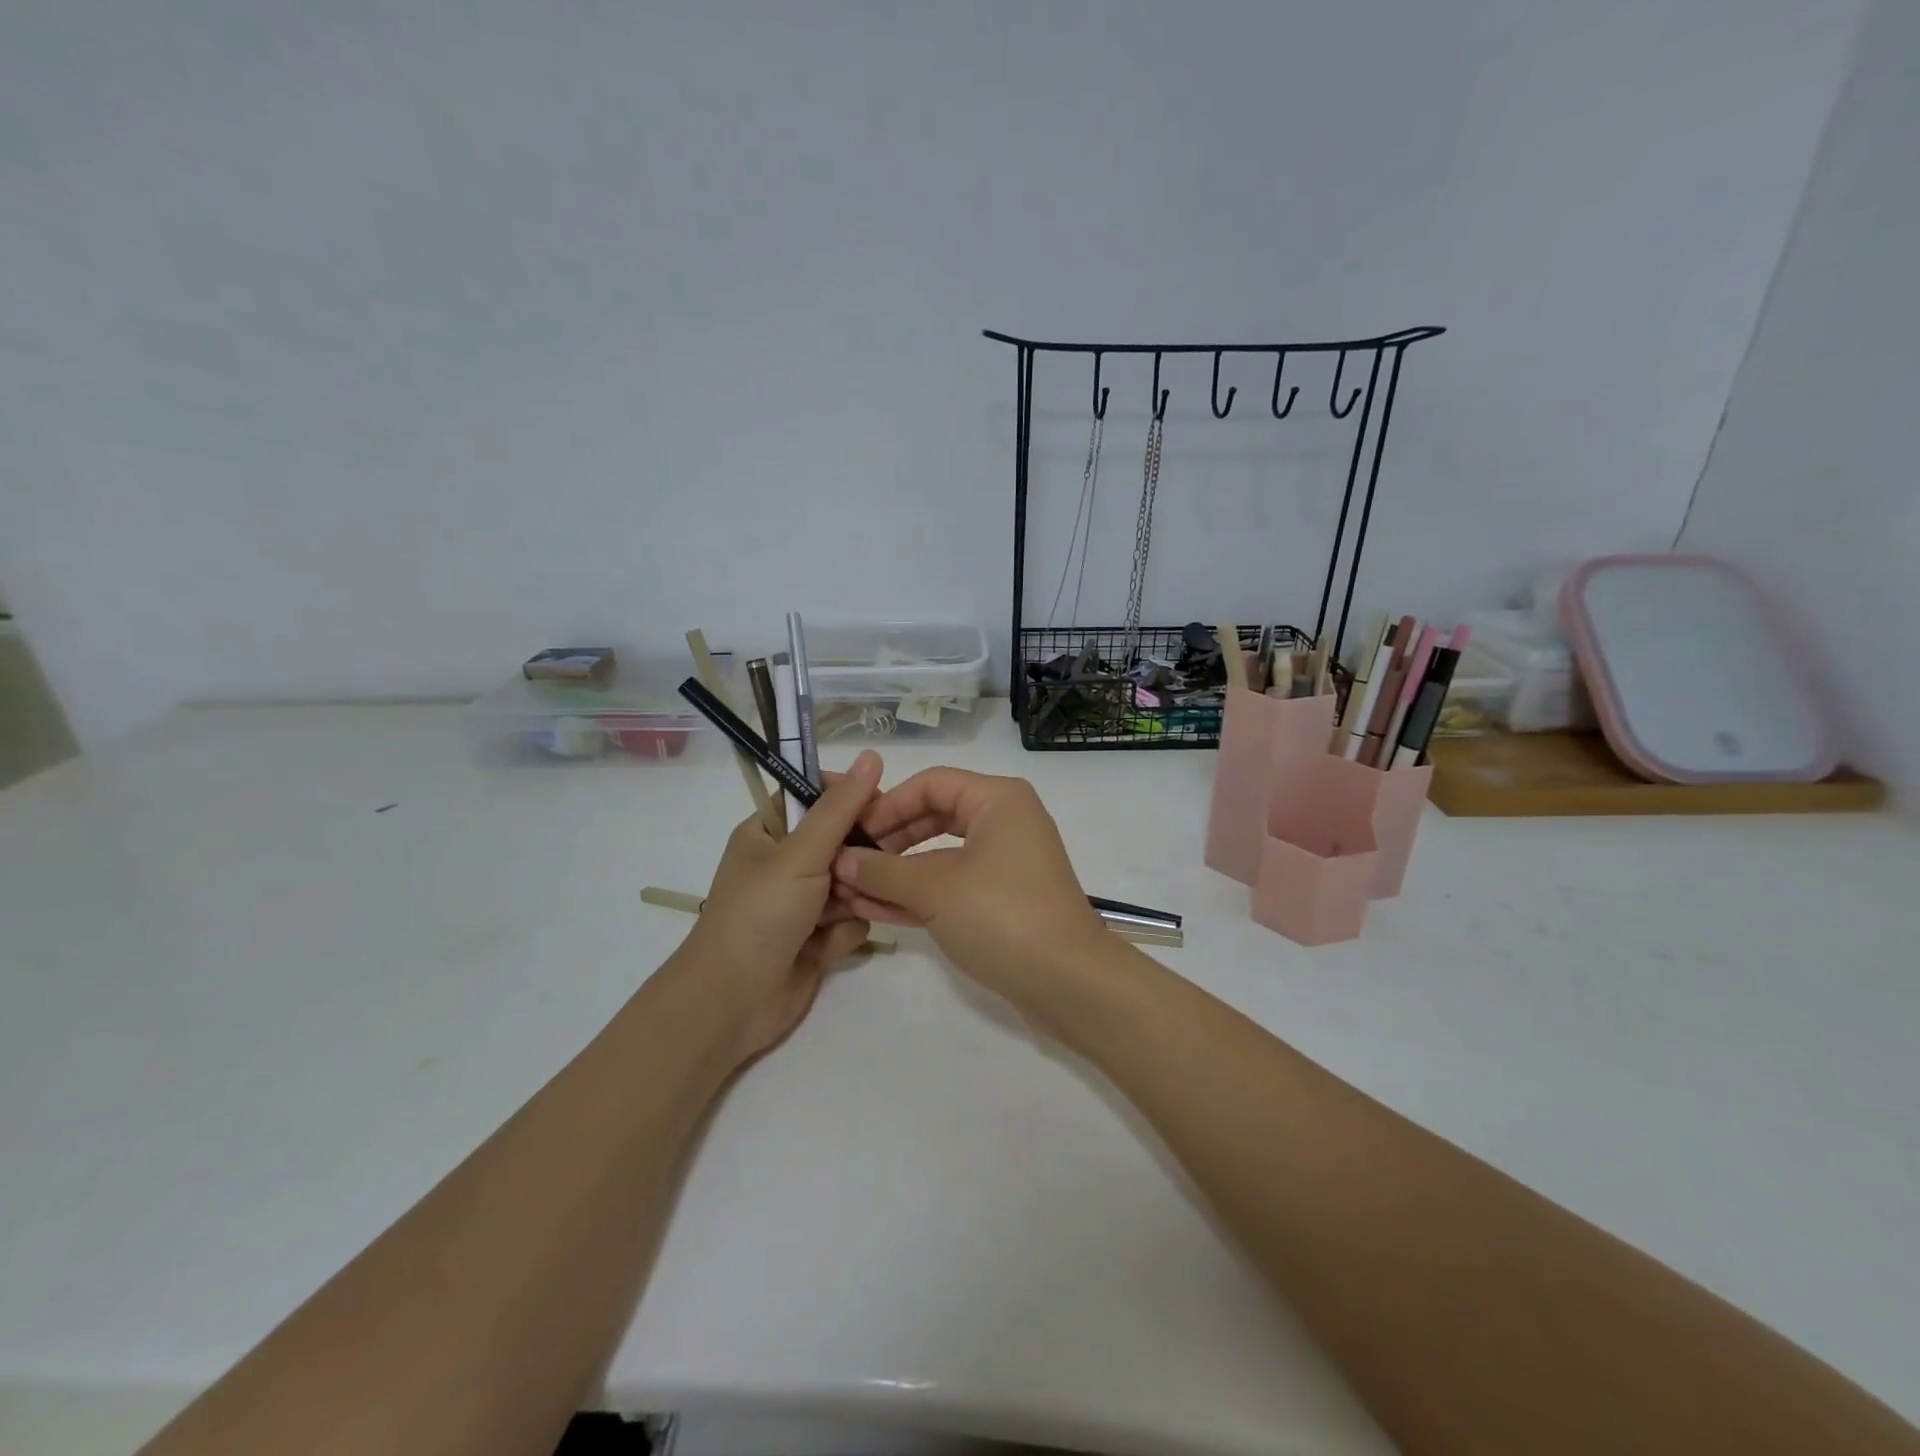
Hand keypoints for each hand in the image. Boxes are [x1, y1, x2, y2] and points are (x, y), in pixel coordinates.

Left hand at [670, 750, 883, 1062]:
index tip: (878, 804)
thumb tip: (872, 756)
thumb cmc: (760, 914)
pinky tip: (826, 946)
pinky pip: (851, 920)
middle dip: (857, 856)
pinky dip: (844, 931)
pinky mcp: (817, 939)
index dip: (846, 797)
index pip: (814, 796)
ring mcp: (802, 903)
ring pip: (853, 882)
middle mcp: (785, 864)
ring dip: (852, 896)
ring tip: (837, 912)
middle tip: (866, 865)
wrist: (733, 1002)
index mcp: (768, 832)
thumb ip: (840, 808)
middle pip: (841, 840)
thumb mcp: (800, 853)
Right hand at [830, 768, 1107, 1018]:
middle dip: (890, 840)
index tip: (852, 832)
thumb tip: (841, 859)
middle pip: (935, 816)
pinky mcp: (1003, 900)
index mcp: (998, 800)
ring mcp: (1006, 863)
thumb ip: (883, 870)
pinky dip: (919, 895)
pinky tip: (877, 910)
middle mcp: (1005, 822)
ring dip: (898, 873)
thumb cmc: (1001, 915)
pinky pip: (953, 886)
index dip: (888, 804)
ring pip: (941, 855)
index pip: (931, 783)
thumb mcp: (934, 888)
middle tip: (849, 861)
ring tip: (852, 890)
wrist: (1068, 983)